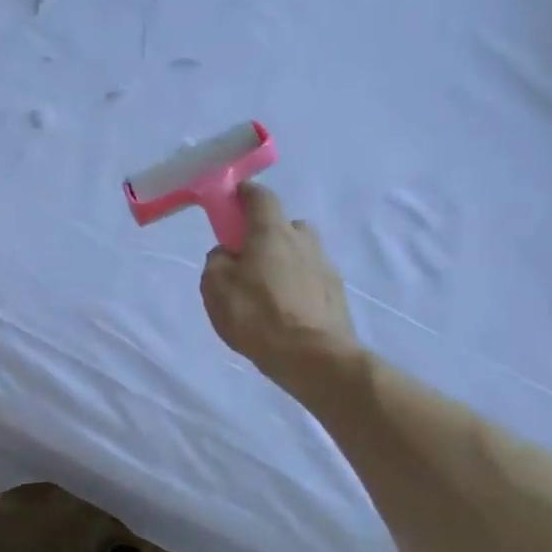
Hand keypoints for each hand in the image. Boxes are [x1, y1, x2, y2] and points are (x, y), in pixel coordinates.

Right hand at [201, 184, 359, 388]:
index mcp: (271, 232)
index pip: (260, 196)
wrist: (314, 358)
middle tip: (246, 260)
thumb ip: (217, 261)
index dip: (243, 194)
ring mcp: (325, 266)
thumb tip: (228, 254)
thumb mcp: (215, 287)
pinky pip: (310, 279)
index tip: (230, 202)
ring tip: (266, 293)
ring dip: (283, 262)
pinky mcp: (336, 294)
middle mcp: (303, 241)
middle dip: (265, 234)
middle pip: (283, 225)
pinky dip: (296, 286)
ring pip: (298, 253)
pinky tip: (284, 312)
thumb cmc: (257, 316)